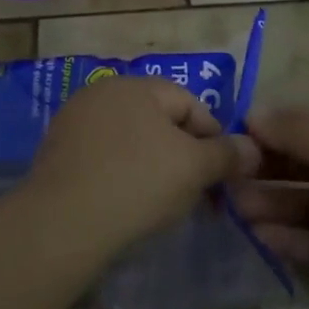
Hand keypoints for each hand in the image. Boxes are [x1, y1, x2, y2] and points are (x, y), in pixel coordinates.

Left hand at [27, 76, 255, 245]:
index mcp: (136, 85)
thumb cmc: (137, 183)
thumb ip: (227, 154)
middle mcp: (102, 93)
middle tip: (198, 195)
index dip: (214, 139)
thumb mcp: (194, 168)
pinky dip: (122, 176)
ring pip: (131, 141)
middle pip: (160, 121)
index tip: (222, 178)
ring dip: (154, 167)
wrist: (62, 223)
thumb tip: (252, 148)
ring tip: (164, 204)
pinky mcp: (57, 153)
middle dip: (184, 155)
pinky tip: (126, 205)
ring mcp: (74, 122)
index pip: (191, 103)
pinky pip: (104, 159)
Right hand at [234, 105, 308, 308]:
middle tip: (228, 170)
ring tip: (235, 205)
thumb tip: (254, 114)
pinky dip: (287, 237)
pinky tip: (259, 235)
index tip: (240, 129)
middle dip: (270, 163)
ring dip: (272, 201)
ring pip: (308, 202)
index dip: (283, 121)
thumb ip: (296, 131)